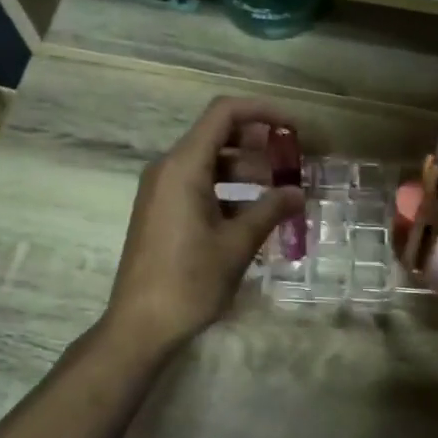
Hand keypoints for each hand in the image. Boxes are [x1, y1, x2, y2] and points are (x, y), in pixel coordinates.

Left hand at [104, 97, 303, 356]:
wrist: (140, 325)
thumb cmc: (190, 281)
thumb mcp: (237, 244)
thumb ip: (270, 211)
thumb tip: (297, 192)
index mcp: (184, 166)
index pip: (224, 113)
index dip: (262, 112)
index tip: (294, 128)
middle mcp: (168, 169)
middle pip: (217, 136)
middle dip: (259, 144)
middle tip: (293, 164)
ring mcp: (161, 190)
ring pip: (209, 163)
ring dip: (246, 170)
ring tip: (280, 192)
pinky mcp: (161, 211)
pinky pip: (198, 185)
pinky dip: (228, 191)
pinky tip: (255, 215)